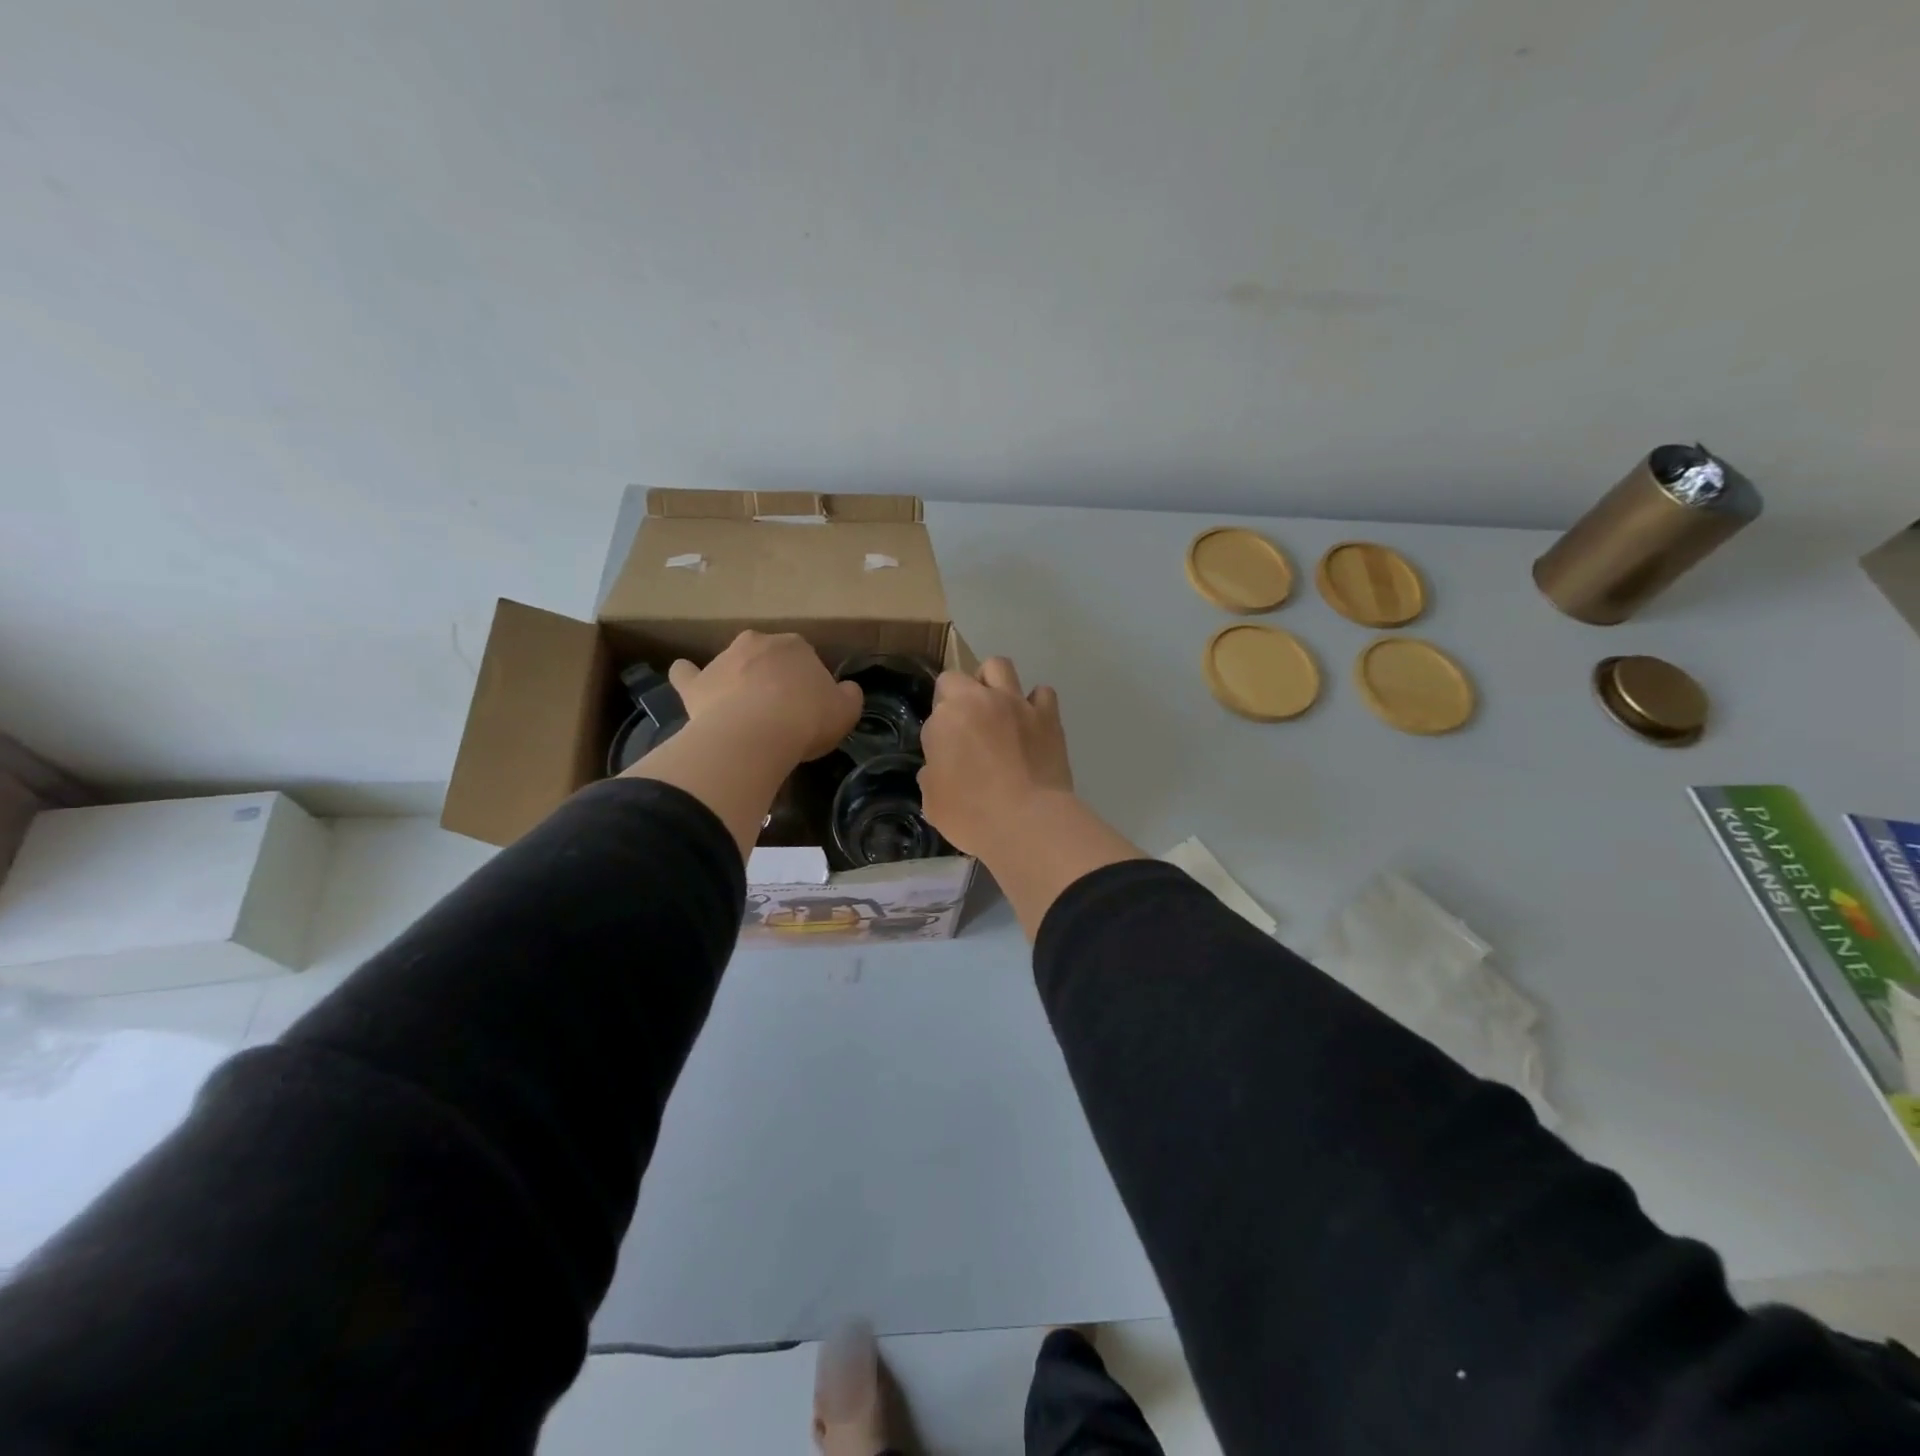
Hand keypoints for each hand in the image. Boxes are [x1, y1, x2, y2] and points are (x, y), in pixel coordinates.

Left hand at [667, 631, 861, 763]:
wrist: (756, 735)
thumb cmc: (806, 720)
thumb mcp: (846, 711)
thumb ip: (849, 696)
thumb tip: (846, 689)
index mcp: (796, 645)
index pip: (806, 659)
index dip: (808, 683)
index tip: (810, 707)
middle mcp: (757, 643)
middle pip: (768, 657)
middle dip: (773, 676)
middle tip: (780, 709)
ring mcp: (723, 660)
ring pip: (733, 664)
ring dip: (738, 679)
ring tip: (744, 711)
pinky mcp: (696, 684)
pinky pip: (687, 674)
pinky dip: (688, 676)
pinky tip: (688, 680)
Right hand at [918, 657, 1073, 855]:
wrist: (1028, 821)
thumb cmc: (972, 815)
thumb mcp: (933, 803)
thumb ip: (932, 775)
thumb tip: (939, 766)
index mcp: (945, 718)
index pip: (933, 714)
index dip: (938, 733)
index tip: (945, 754)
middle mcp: (978, 700)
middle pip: (957, 678)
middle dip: (956, 696)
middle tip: (965, 726)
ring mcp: (1015, 703)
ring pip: (999, 666)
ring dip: (992, 682)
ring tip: (996, 707)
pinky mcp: (1047, 715)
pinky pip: (1042, 693)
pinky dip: (1035, 703)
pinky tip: (1032, 722)